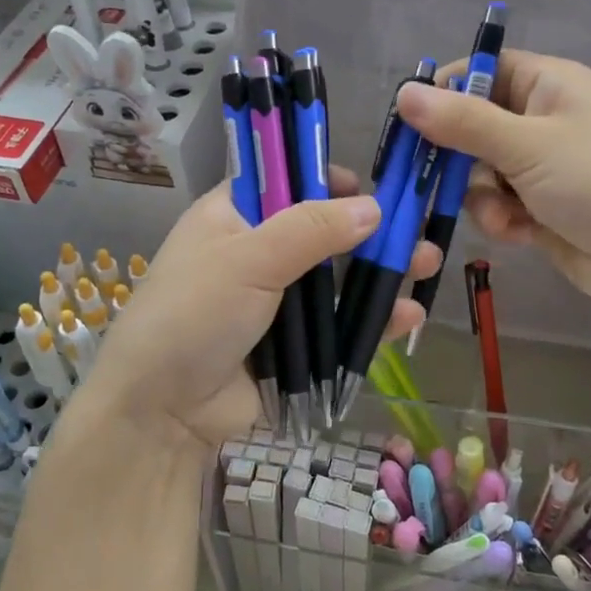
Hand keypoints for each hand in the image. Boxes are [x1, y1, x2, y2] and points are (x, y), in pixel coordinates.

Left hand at [83, 167, 438, 449]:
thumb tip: (374, 207)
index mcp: (233, 219)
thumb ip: (312, 228)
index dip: (324, 177)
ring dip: (383, 272)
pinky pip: (343, 328)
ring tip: (427, 262)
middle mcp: (258, 254)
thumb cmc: (194, 315)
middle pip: (324, 232)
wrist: (162, 412)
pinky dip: (375, 321)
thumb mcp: (249, 259)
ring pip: (341, 280)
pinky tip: (409, 315)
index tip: (366, 184)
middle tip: (415, 225)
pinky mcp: (297, 348)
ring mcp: (280, 303)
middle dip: (370, 229)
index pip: (284, 182)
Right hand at [394, 51, 590, 305]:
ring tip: (503, 216)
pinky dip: (502, 218)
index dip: (446, 92)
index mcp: (548, 84)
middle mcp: (543, 118)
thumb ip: (462, 122)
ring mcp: (543, 165)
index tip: (413, 123)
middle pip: (474, 125)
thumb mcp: (527, 145)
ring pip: (481, 171)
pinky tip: (520, 233)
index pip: (483, 70)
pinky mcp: (542, 205)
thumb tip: (404, 93)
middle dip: (460, 158)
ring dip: (482, 197)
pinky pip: (499, 203)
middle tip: (434, 180)